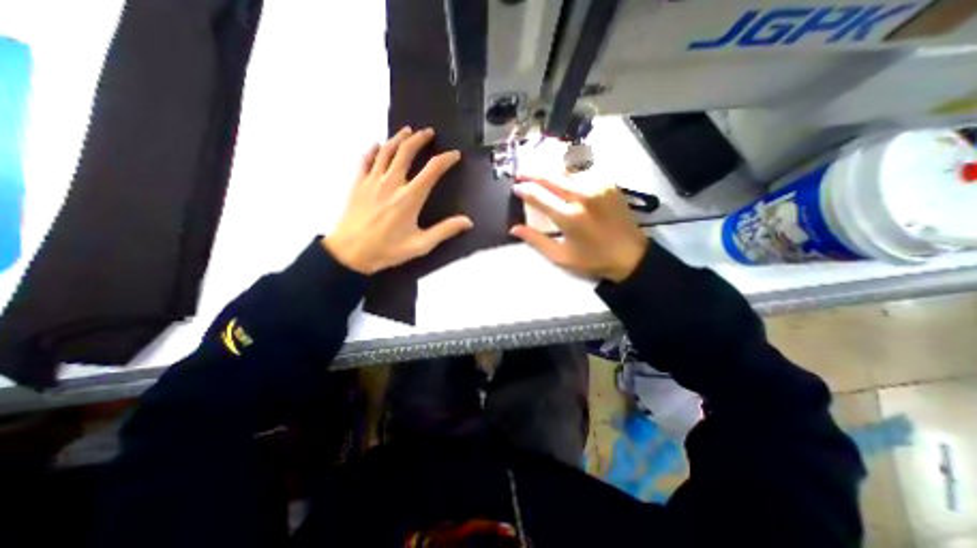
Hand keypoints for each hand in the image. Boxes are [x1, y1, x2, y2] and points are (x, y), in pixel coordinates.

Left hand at [322, 127, 472, 272]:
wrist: (350, 253)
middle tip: (428, 132)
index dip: (446, 159)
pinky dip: (373, 149)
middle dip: (420, 139)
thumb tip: (467, 222)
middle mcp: (392, 183)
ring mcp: (372, 181)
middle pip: (406, 152)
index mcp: (410, 197)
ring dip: (398, 138)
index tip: (454, 155)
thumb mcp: (421, 245)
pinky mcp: (358, 184)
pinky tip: (377, 144)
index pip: (432, 170)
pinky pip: (365, 160)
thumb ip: (445, 231)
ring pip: (386, 151)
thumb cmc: (387, 249)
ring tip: (407, 131)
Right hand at [512, 171, 647, 282]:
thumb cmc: (592, 259)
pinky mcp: (608, 183)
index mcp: (569, 217)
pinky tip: (562, 170)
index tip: (515, 188)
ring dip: (549, 167)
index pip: (539, 196)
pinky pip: (584, 170)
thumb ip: (536, 240)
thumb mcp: (561, 256)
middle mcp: (582, 196)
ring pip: (567, 168)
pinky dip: (569, 168)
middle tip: (520, 172)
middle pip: (551, 176)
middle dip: (532, 172)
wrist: (630, 255)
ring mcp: (598, 186)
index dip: (524, 190)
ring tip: (538, 169)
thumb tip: (513, 229)